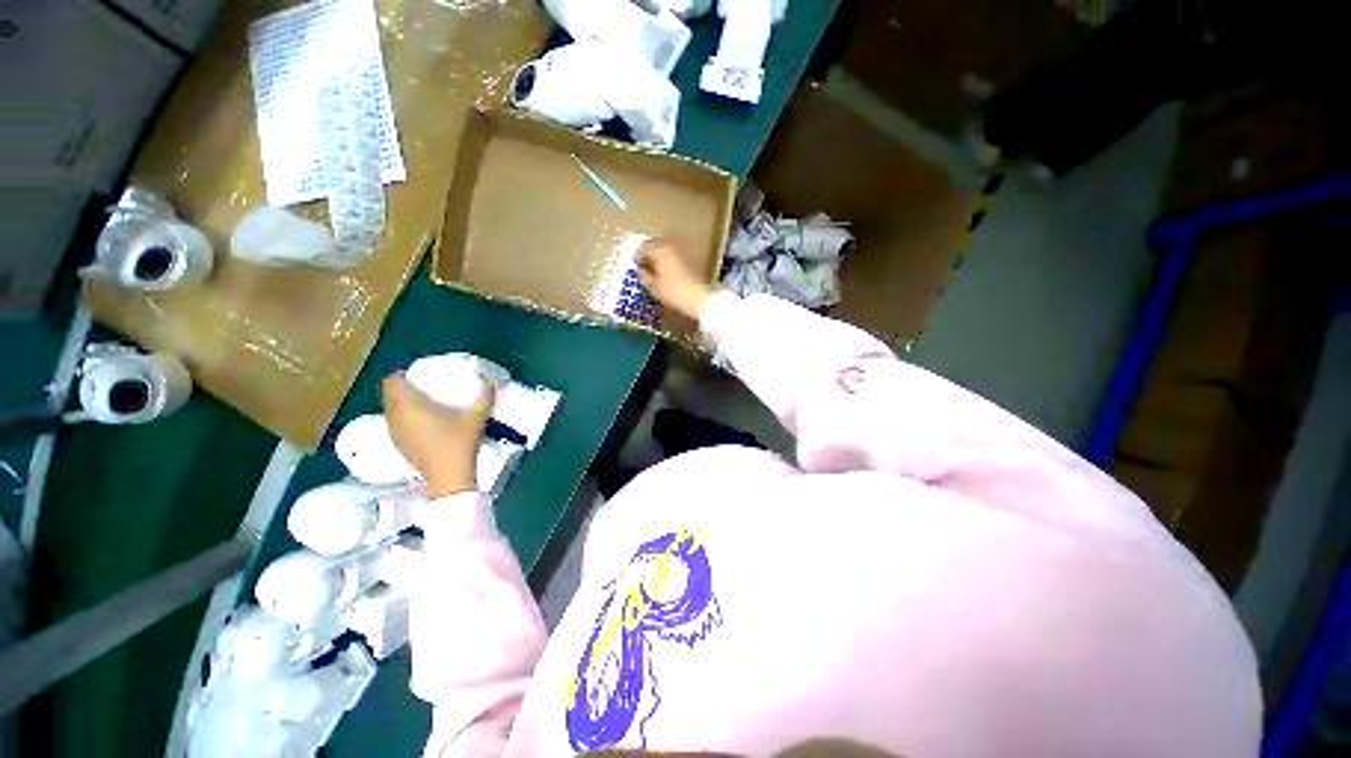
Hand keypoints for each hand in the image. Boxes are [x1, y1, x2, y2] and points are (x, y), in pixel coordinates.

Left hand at [382, 374, 494, 497]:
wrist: (449, 478)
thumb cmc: (459, 444)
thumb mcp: (476, 417)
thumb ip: (484, 396)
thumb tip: (491, 381)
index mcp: (409, 406)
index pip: (391, 381)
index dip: (402, 374)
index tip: (419, 374)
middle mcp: (395, 417)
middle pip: (389, 394)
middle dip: (403, 387)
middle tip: (424, 385)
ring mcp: (394, 433)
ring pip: (391, 409)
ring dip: (402, 402)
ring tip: (424, 401)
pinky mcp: (398, 445)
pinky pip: (395, 422)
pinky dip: (404, 417)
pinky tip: (423, 421)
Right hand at [638, 238, 712, 321]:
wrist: (698, 299)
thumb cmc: (673, 292)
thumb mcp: (653, 287)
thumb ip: (643, 276)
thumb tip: (640, 270)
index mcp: (659, 250)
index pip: (642, 247)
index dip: (637, 258)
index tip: (635, 269)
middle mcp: (669, 247)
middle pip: (653, 248)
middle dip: (647, 258)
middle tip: (642, 272)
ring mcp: (679, 254)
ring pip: (662, 254)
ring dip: (656, 263)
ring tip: (653, 277)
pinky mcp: (686, 262)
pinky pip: (670, 260)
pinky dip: (665, 266)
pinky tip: (664, 279)